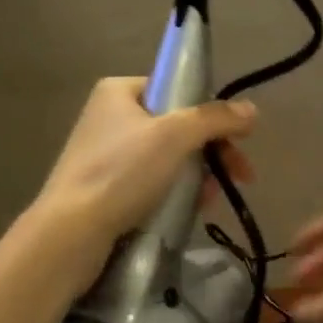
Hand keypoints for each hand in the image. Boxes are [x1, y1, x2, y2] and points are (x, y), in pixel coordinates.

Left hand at [36, 77, 256, 270]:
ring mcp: (106, 154)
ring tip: (212, 199)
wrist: (70, 234)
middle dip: (211, 150)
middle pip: (177, 125)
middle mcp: (110, 116)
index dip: (210, 111)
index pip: (176, 89)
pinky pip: (152, 181)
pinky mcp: (106, 187)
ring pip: (168, 157)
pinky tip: (194, 209)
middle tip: (241, 174)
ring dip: (198, 174)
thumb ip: (215, 118)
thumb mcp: (174, 137)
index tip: (237, 138)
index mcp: (119, 92)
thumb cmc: (121, 173)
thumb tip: (251, 110)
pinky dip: (176, 192)